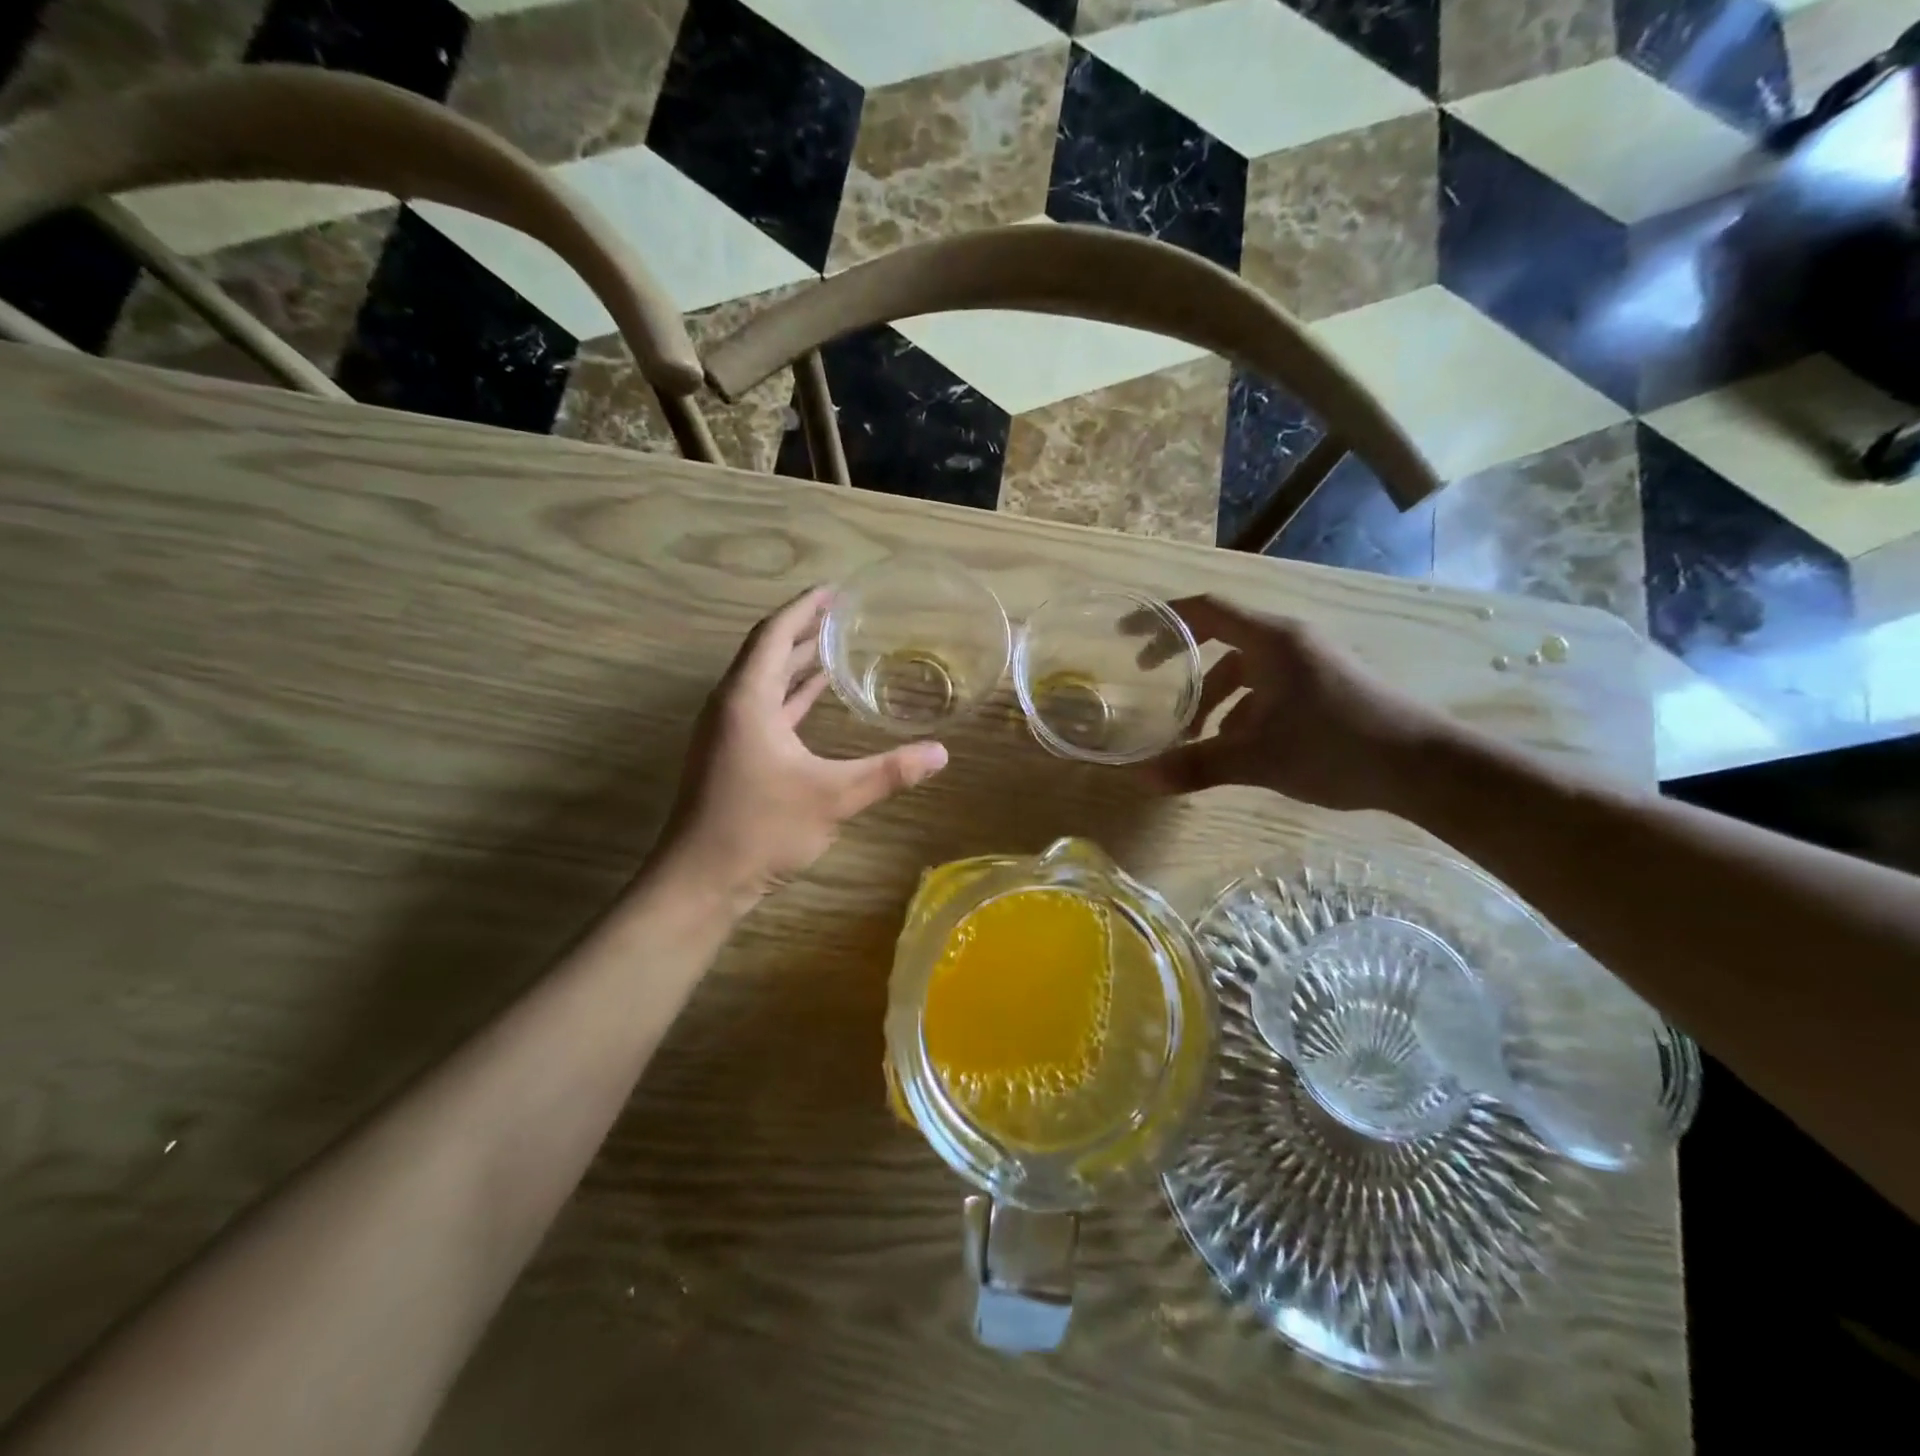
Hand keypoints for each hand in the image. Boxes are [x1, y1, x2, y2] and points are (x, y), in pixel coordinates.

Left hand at [658, 587, 948, 908]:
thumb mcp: (832, 797)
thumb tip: (941, 754)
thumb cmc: (760, 828)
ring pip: (765, 682)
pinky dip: (790, 696)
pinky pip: (764, 708)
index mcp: (747, 699)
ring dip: (796, 663)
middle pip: (767, 652)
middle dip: (803, 631)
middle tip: (843, 615)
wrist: (702, 881)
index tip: (834, 591)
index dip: (804, 608)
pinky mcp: (730, 755)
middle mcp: (731, 706)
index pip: (774, 634)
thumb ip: (888, 772)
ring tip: (834, 647)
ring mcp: (727, 732)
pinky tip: (814, 699)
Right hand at [1138, 596, 1456, 811]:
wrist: (1424, 766)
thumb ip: (1197, 765)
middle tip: (1151, 686)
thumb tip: (1142, 779)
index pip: (1207, 610)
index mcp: (1271, 641)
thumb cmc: (1335, 747)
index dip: (1165, 620)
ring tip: (1194, 736)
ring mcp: (1311, 663)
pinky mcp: (1325, 686)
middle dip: (1185, 667)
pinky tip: (1238, 746)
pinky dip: (1244, 709)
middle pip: (1223, 641)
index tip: (1130, 636)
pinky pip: (1269, 687)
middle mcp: (1290, 642)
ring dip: (1215, 698)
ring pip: (1246, 670)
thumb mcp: (1257, 758)